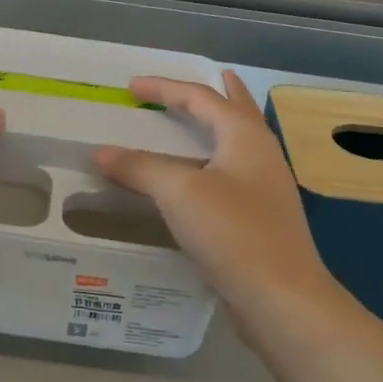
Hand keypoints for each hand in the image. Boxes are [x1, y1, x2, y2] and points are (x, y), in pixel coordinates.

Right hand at [95, 72, 344, 339]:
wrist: (281, 298)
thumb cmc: (234, 233)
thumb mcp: (180, 193)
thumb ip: (139, 168)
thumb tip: (101, 152)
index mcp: (245, 136)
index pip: (201, 98)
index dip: (165, 89)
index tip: (131, 87)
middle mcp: (261, 154)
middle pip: (235, 111)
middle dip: (213, 94)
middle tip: (192, 84)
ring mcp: (265, 188)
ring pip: (236, 143)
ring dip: (215, 127)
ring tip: (197, 123)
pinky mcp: (261, 218)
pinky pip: (231, 174)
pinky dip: (210, 163)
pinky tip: (198, 182)